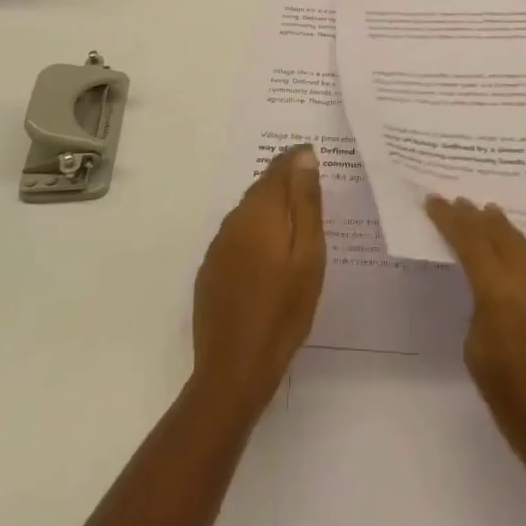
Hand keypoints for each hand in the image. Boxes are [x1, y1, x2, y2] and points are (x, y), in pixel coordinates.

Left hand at [191, 145, 324, 414]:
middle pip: (261, 189)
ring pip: (248, 213)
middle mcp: (234, 221)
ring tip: (295, 223)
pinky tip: (268, 256)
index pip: (278, 169)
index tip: (314, 156)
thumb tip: (303, 156)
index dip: (296, 159)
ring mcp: (218, 247)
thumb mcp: (308, 255)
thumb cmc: (283, 310)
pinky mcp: (211, 271)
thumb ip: (306, 203)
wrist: (234, 369)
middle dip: (284, 183)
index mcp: (260, 212)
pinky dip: (255, 234)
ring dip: (269, 209)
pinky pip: (237, 237)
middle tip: (311, 189)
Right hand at [426, 195, 525, 489]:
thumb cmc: (517, 408)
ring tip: (488, 215)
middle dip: (476, 217)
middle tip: (459, 203)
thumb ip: (480, 310)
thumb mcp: (478, 356)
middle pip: (499, 232)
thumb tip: (489, 290)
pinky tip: (525, 248)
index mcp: (500, 292)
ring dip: (503, 229)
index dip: (449, 219)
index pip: (469, 240)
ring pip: (525, 242)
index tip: (434, 200)